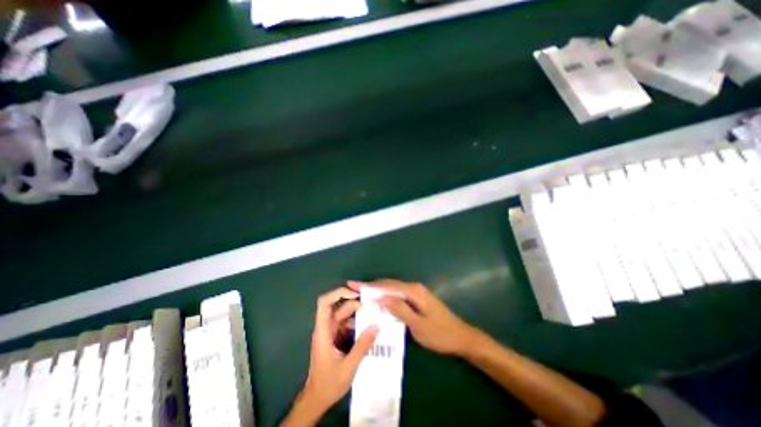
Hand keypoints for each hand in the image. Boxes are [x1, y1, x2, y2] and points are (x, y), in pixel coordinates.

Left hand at [300, 289, 376, 411]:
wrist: (317, 400)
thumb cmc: (328, 384)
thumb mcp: (348, 367)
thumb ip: (362, 346)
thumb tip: (376, 326)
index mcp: (323, 331)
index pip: (324, 304)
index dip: (337, 293)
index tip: (354, 294)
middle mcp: (326, 328)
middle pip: (338, 308)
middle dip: (354, 304)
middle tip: (372, 305)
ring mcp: (331, 333)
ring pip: (344, 316)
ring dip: (358, 314)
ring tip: (375, 315)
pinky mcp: (336, 338)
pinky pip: (347, 325)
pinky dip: (358, 324)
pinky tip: (369, 328)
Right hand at [348, 280, 476, 355]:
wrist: (461, 337)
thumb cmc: (440, 334)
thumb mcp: (418, 325)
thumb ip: (400, 309)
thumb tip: (381, 298)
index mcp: (413, 291)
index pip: (387, 286)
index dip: (369, 286)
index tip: (353, 284)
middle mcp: (414, 288)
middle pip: (389, 285)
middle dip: (371, 286)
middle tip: (354, 288)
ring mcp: (417, 292)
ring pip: (393, 289)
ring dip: (378, 291)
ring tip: (363, 294)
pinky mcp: (418, 298)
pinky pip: (399, 294)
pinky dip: (387, 296)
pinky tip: (380, 302)